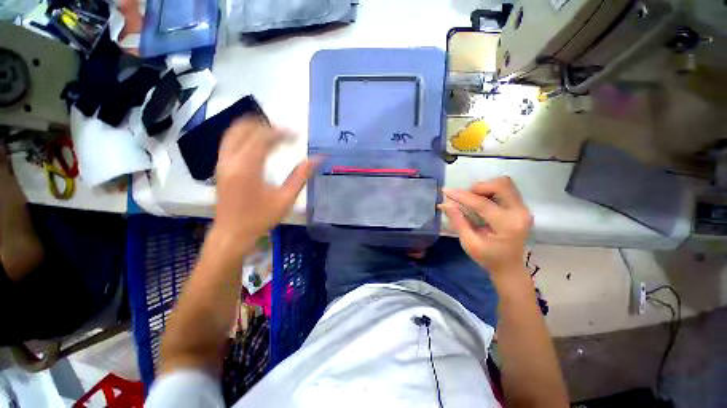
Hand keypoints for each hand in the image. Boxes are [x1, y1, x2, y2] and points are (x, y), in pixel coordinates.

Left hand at [214, 118, 318, 241]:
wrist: (232, 233)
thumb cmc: (260, 218)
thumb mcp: (285, 199)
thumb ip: (301, 176)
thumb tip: (318, 159)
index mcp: (247, 167)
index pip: (263, 137)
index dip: (282, 132)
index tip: (297, 135)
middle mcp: (230, 160)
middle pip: (245, 129)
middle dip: (267, 127)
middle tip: (286, 134)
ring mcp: (222, 162)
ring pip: (234, 132)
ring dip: (254, 128)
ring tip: (274, 134)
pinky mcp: (220, 167)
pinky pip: (229, 141)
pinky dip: (244, 136)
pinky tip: (258, 143)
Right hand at [439, 177, 531, 276]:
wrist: (509, 266)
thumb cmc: (488, 257)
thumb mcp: (469, 243)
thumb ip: (458, 221)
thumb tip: (445, 204)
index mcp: (507, 226)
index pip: (482, 203)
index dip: (462, 196)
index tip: (445, 191)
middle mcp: (520, 213)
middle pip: (501, 185)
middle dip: (479, 187)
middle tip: (465, 197)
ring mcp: (523, 209)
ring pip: (504, 184)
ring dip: (485, 187)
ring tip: (473, 199)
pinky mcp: (521, 207)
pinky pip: (506, 189)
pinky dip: (490, 190)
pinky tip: (481, 201)